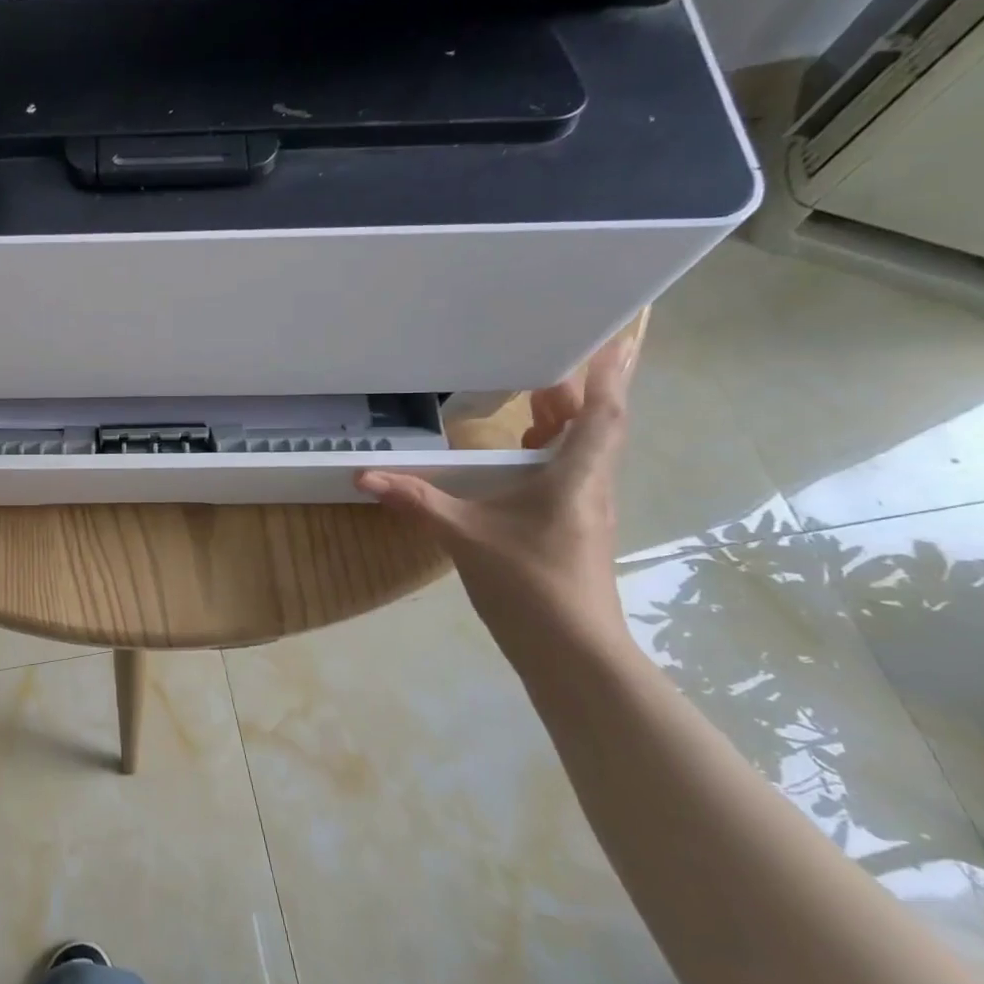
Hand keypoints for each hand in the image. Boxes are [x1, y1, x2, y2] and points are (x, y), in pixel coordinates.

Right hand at [356, 336, 636, 668]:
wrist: (572, 654)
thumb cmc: (531, 586)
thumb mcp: (466, 537)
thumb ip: (417, 502)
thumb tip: (365, 475)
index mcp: (576, 476)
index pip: (603, 410)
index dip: (609, 369)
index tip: (618, 328)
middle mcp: (590, 484)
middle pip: (595, 422)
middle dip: (576, 385)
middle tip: (551, 350)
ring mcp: (584, 508)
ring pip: (584, 448)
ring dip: (565, 417)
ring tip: (533, 392)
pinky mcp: (572, 527)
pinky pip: (568, 471)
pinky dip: (550, 449)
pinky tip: (519, 454)